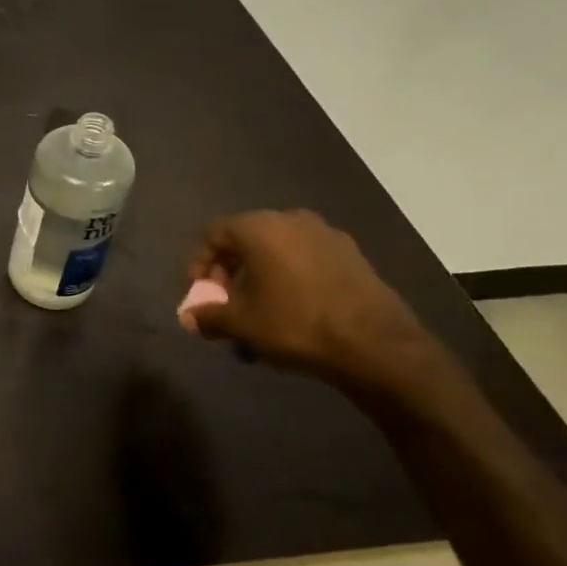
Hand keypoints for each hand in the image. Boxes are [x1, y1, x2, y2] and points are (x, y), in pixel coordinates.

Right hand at [177, 209, 436, 391]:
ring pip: (278, 250)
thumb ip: (210, 316)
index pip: (214, 234)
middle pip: (246, 239)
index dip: (200, 263)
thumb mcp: (243, 324)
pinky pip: (306, 259)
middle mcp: (292, 220)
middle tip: (228, 302)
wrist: (378, 345)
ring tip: (260, 311)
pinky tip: (294, 310)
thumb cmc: (297, 324)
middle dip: (230, 271)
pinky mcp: (352, 255)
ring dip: (261, 276)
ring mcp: (327, 235)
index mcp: (260, 228)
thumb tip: (188, 317)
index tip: (202, 294)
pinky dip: (291, 278)